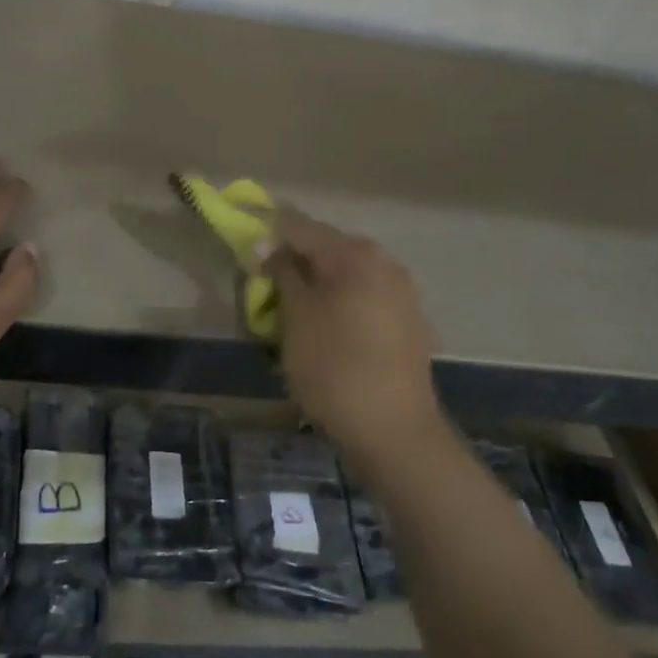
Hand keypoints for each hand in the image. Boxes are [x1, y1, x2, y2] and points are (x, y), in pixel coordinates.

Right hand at [263, 209, 441, 460]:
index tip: (247, 253)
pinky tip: (329, 333)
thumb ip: (282, 273)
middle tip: (267, 289)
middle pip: (327, 249)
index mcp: (355, 253)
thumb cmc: (334, 366)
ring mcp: (403, 293)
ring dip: (319, 286)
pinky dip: (342, 306)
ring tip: (295, 314)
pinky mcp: (410, 323)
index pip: (300, 227)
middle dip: (295, 264)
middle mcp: (385, 262)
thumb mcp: (296, 316)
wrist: (394, 430)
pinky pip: (366, 300)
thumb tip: (269, 245)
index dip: (269, 235)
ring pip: (348, 276)